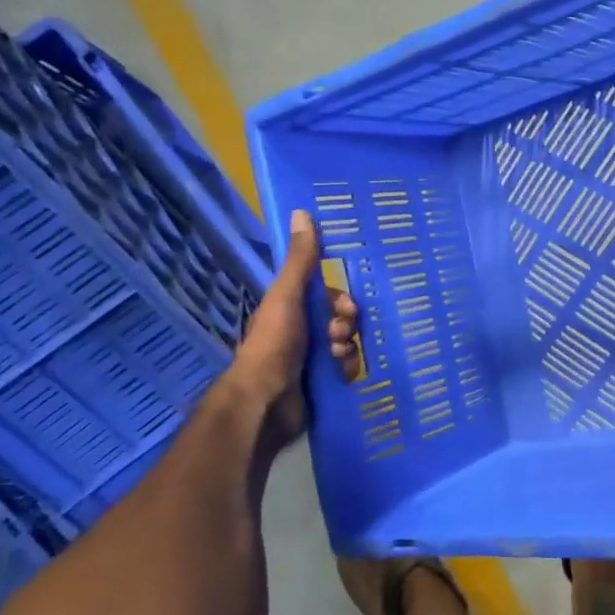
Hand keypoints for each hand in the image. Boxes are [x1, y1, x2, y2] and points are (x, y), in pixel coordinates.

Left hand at [226, 210, 326, 442]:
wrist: (265, 402)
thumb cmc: (274, 344)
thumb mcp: (287, 296)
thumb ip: (301, 260)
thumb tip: (302, 212)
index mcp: (291, 309)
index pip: (328, 296)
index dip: (341, 299)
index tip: (346, 308)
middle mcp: (302, 332)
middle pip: (342, 319)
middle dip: (347, 324)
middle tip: (339, 335)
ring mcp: (312, 359)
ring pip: (348, 343)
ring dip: (349, 347)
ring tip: (337, 357)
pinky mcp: (322, 384)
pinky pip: (349, 369)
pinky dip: (349, 368)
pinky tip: (342, 373)